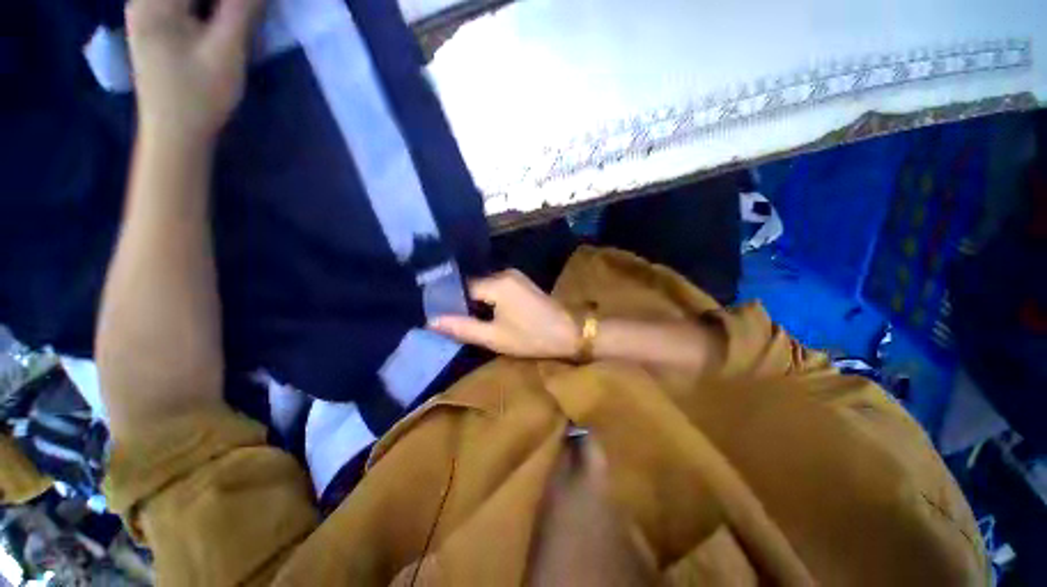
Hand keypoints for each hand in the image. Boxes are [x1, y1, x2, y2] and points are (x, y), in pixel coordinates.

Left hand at [126, 0, 264, 142]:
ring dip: (218, 7)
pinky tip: (221, 19)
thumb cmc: (200, 96)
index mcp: (155, 3)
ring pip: (188, 0)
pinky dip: (207, 10)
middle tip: (247, 13)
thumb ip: (240, 10)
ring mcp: (146, 13)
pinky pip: (183, 6)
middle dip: (225, 3)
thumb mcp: (226, 52)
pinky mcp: (154, 25)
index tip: (251, 7)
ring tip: (238, 17)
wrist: (175, 133)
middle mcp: (144, 1)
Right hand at [429, 270, 579, 358]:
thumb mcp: (494, 337)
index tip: (438, 317)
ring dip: (476, 303)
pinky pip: (497, 288)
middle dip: (462, 303)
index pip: (461, 287)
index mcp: (497, 283)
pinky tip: (486, 314)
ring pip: (485, 287)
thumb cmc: (532, 337)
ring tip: (466, 320)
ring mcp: (515, 276)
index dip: (448, 302)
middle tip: (452, 322)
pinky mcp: (522, 283)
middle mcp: (504, 273)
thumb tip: (432, 320)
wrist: (570, 332)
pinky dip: (488, 300)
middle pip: (473, 286)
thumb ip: (463, 327)